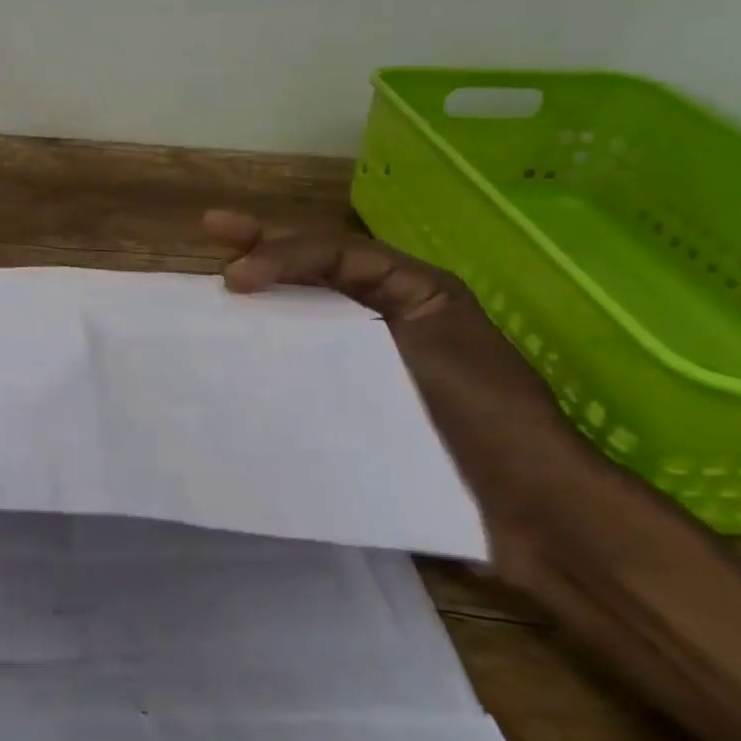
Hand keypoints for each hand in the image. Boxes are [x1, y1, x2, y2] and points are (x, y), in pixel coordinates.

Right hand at [205, 210, 569, 512]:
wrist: (529, 512)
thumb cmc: (488, 415)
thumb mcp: (433, 336)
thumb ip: (369, 296)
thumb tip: (277, 284)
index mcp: (411, 291)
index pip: (335, 253)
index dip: (282, 253)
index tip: (234, 277)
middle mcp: (384, 317)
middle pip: (315, 270)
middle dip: (263, 245)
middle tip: (211, 228)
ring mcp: (367, 363)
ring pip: (304, 316)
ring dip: (260, 299)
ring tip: (212, 289)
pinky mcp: (355, 408)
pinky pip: (304, 371)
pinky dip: (269, 358)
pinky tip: (233, 360)